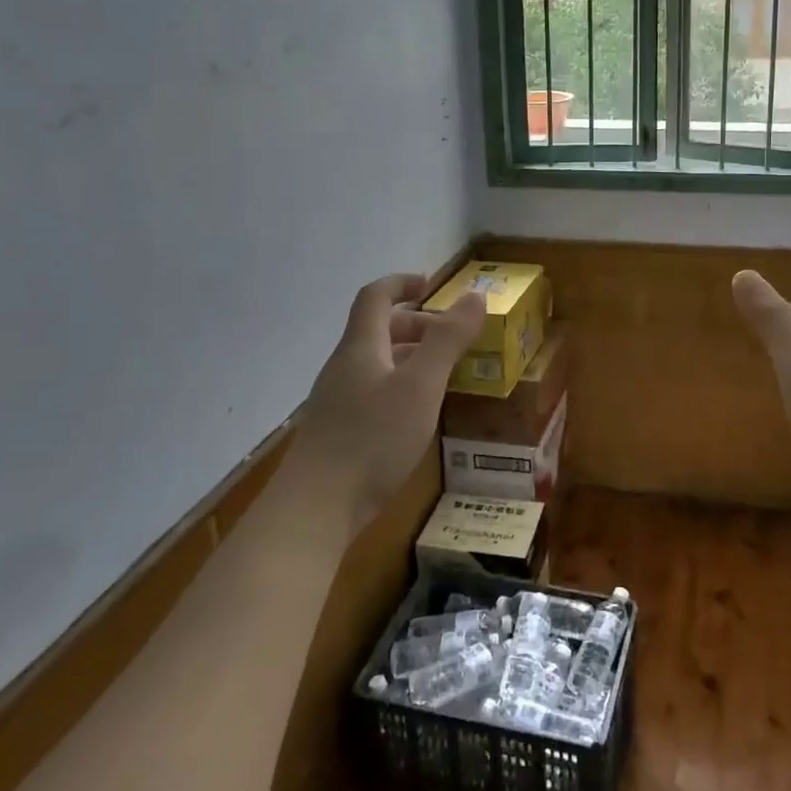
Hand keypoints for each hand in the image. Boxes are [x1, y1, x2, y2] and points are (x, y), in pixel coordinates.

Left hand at [289, 273, 486, 531]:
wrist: (315, 508)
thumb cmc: (373, 438)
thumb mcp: (421, 385)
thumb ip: (448, 340)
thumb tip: (475, 296)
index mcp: (361, 347)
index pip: (375, 297)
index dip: (401, 283)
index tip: (430, 284)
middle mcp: (344, 367)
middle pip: (377, 330)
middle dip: (416, 325)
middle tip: (451, 337)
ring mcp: (337, 401)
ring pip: (376, 363)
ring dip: (409, 357)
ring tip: (443, 373)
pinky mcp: (337, 432)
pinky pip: (373, 392)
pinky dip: (400, 387)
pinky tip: (417, 414)